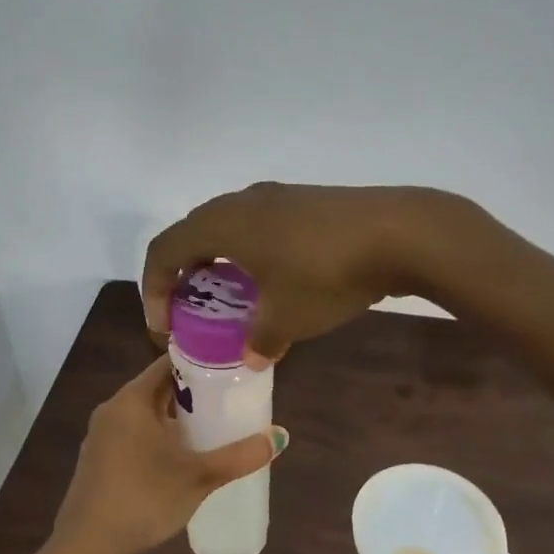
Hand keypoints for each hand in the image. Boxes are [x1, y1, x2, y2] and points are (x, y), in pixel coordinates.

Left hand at [41, 353, 287, 553]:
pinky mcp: (97, 460)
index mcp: (132, 399)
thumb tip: (280, 437)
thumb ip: (239, 456)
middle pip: (158, 388)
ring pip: (145, 414)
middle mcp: (113, 409)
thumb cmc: (143, 499)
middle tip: (229, 399)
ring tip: (211, 427)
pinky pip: (133, 435)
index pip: (168, 363)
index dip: (200, 362)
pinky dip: (157, 436)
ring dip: (175, 417)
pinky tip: (178, 457)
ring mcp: (101, 436)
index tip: (230, 368)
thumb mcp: (198, 477)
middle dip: (192, 393)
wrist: (87, 547)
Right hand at [141, 182, 466, 365]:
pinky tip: (276, 281)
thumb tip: (252, 357)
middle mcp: (242, 201)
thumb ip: (261, 340)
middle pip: (193, 234)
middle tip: (194, 312)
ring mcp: (277, 196)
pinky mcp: (306, 201)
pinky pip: (260, 226)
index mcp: (222, 224)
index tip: (165, 327)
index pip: (164, 250)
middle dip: (184, 275)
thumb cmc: (326, 274)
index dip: (153, 289)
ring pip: (229, 228)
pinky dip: (251, 254)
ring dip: (220, 264)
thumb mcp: (288, 318)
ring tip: (233, 299)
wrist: (399, 232)